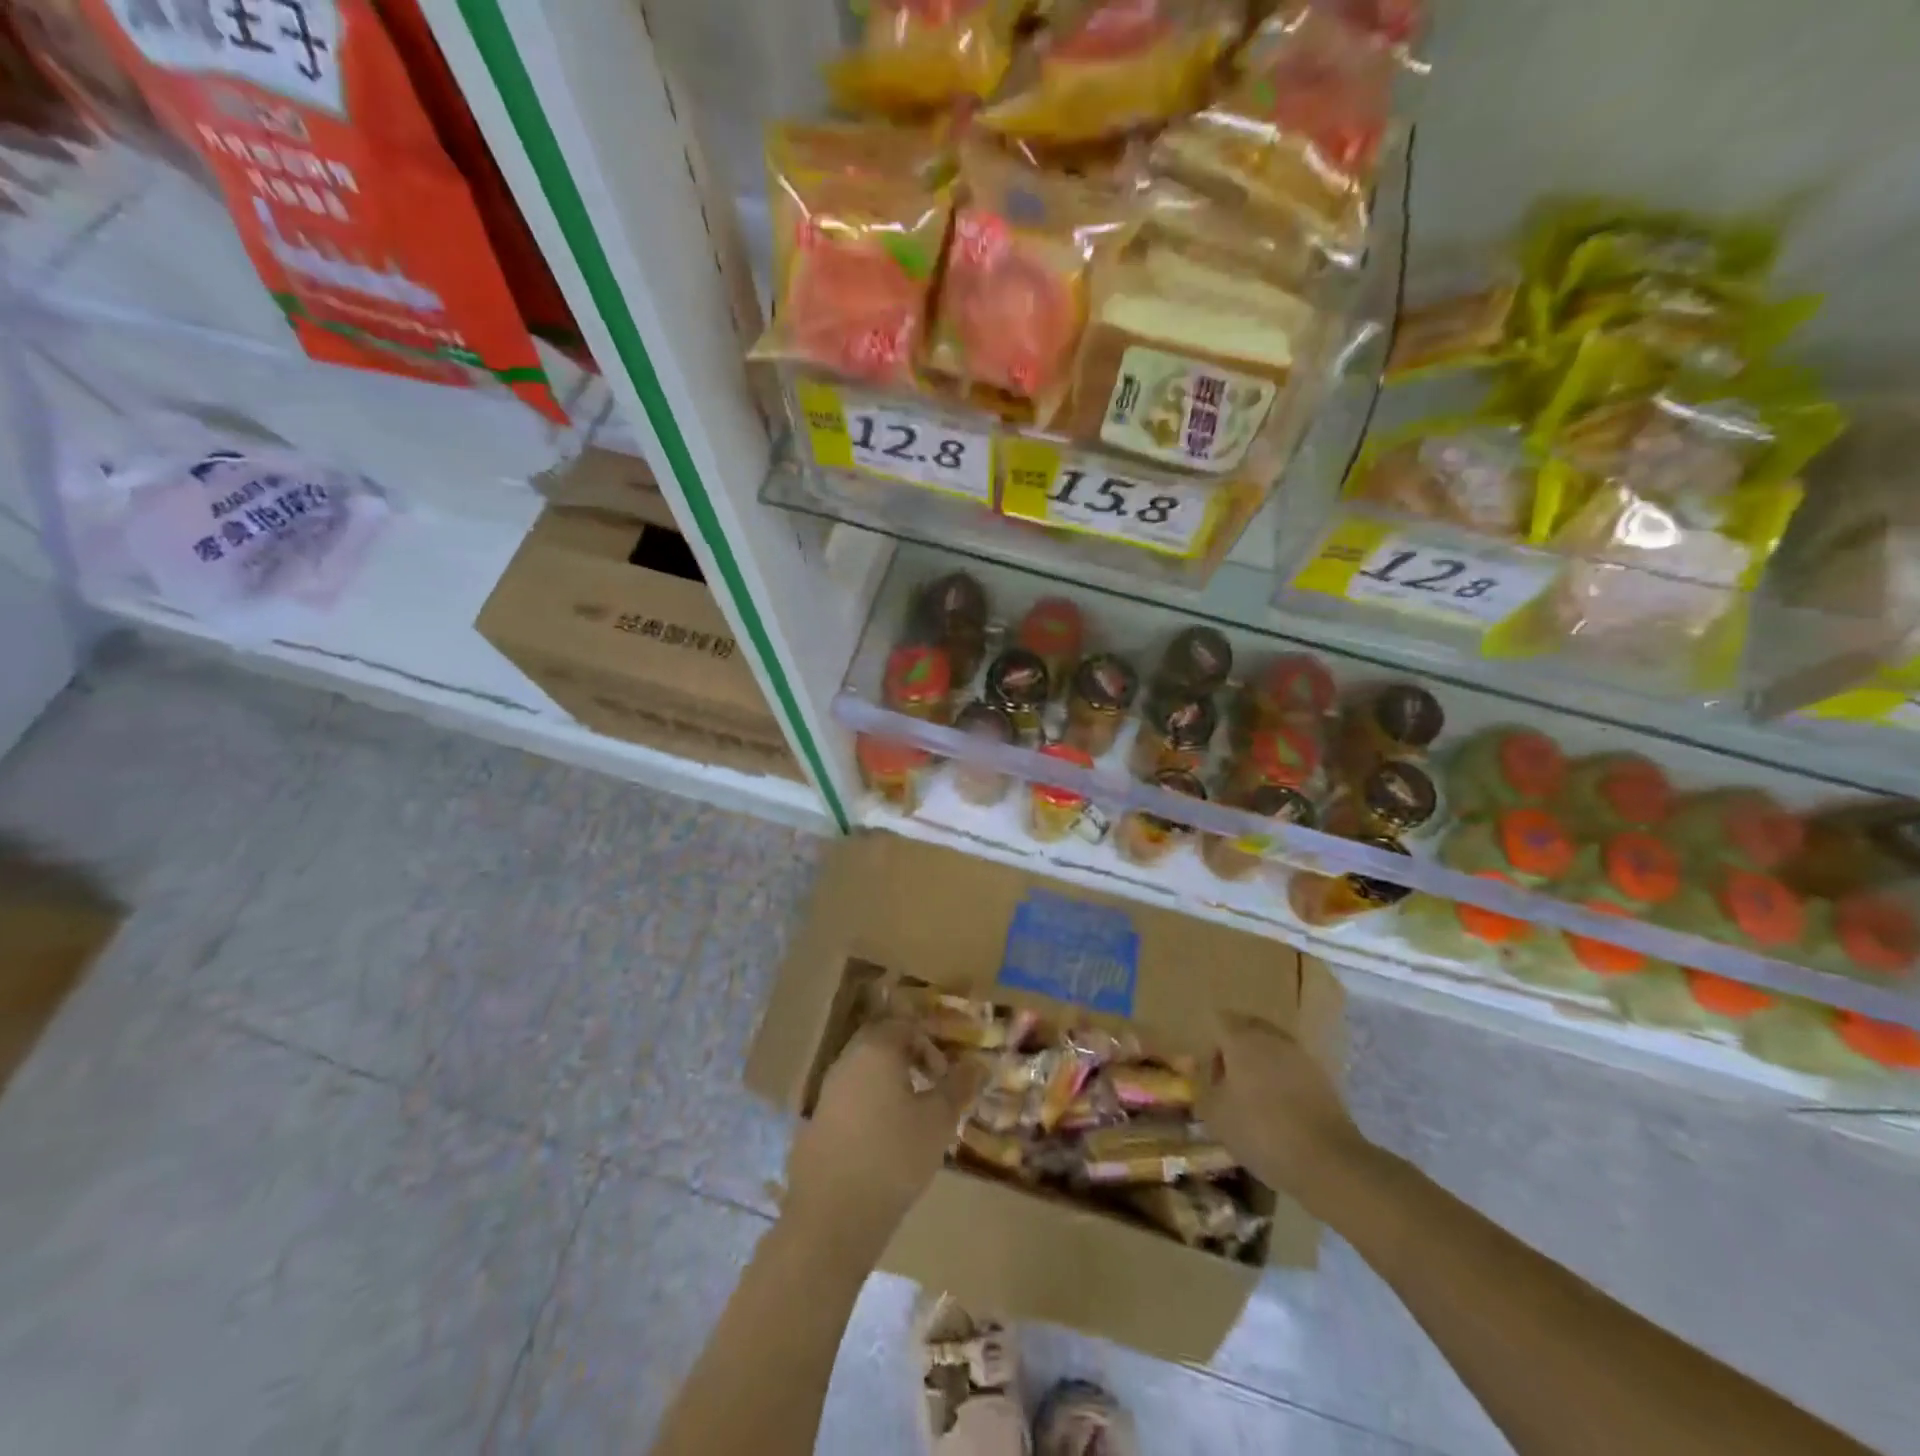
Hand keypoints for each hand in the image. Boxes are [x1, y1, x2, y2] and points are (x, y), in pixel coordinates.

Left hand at [784, 1018, 987, 1249]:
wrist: (833, 1214)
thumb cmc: (894, 1155)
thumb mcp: (938, 1121)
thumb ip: (958, 1086)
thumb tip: (978, 1064)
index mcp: (876, 1049)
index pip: (905, 1025)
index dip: (930, 1045)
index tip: (945, 1075)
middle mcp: (848, 1060)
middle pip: (881, 1044)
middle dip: (909, 1059)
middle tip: (931, 1087)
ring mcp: (828, 1091)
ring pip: (864, 1071)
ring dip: (889, 1083)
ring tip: (912, 1116)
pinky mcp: (817, 1121)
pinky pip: (851, 1098)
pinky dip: (870, 1105)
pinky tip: (884, 1139)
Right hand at [1199, 1013, 1365, 1202]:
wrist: (1326, 1160)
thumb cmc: (1260, 1131)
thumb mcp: (1216, 1116)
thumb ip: (1203, 1090)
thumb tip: (1201, 1079)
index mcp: (1241, 1040)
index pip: (1220, 1022)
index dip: (1212, 1046)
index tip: (1211, 1076)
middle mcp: (1272, 1038)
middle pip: (1249, 1029)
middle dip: (1237, 1050)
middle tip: (1231, 1083)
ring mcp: (1301, 1056)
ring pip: (1274, 1048)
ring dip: (1262, 1064)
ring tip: (1256, 1099)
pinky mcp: (1323, 1078)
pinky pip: (1293, 1068)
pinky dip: (1283, 1080)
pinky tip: (1281, 1110)